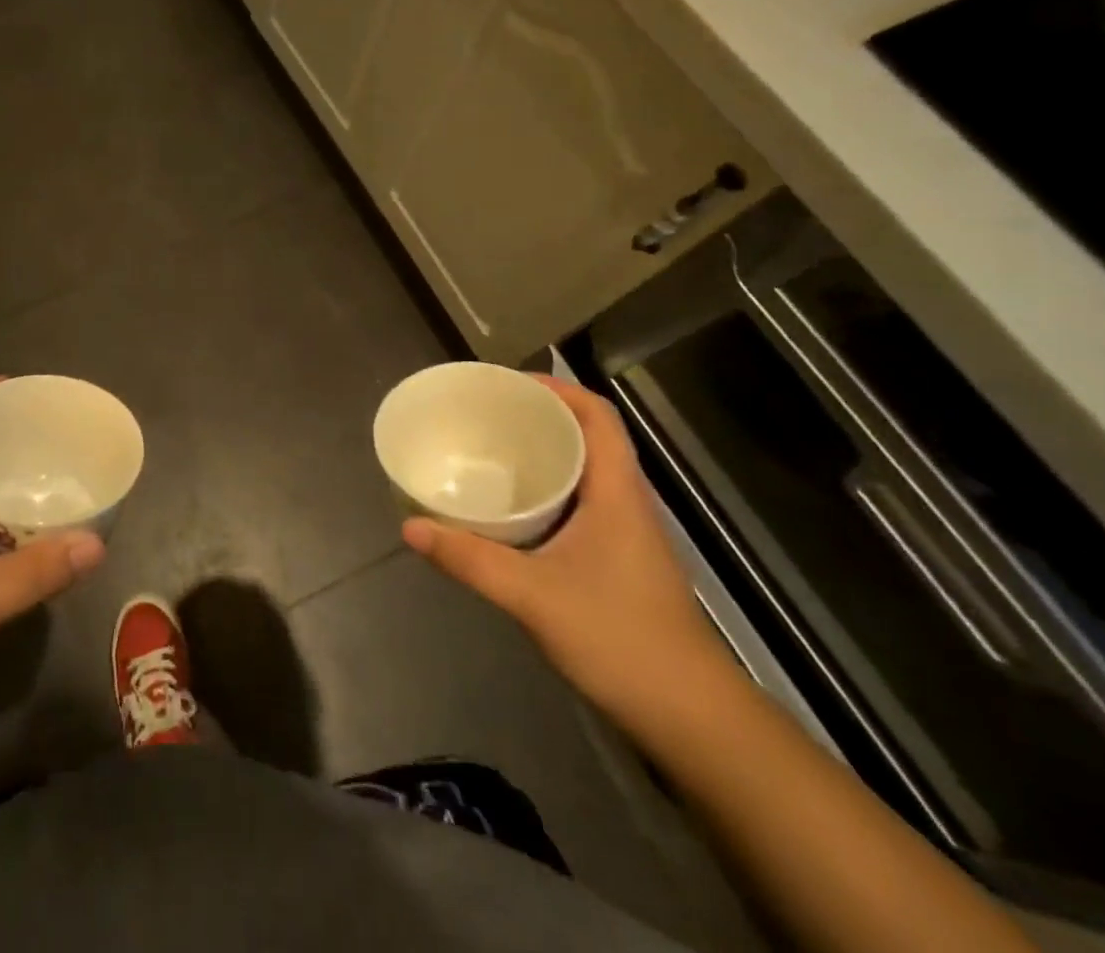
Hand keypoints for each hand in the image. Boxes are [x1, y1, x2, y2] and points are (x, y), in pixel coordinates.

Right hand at [402, 375, 730, 726]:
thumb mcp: (532, 596)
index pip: (598, 417)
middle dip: (540, 417)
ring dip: (543, 456)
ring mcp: (627, 536)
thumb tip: (410, 527)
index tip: (508, 384)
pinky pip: (580, 506)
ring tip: (490, 453)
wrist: (694, 720)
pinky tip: (511, 513)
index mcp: (617, 493)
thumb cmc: (620, 640)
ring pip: (585, 474)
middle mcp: (626, 504)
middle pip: (589, 438)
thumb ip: (468, 559)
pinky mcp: (619, 563)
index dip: (558, 388)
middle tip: (485, 415)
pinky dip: (546, 494)